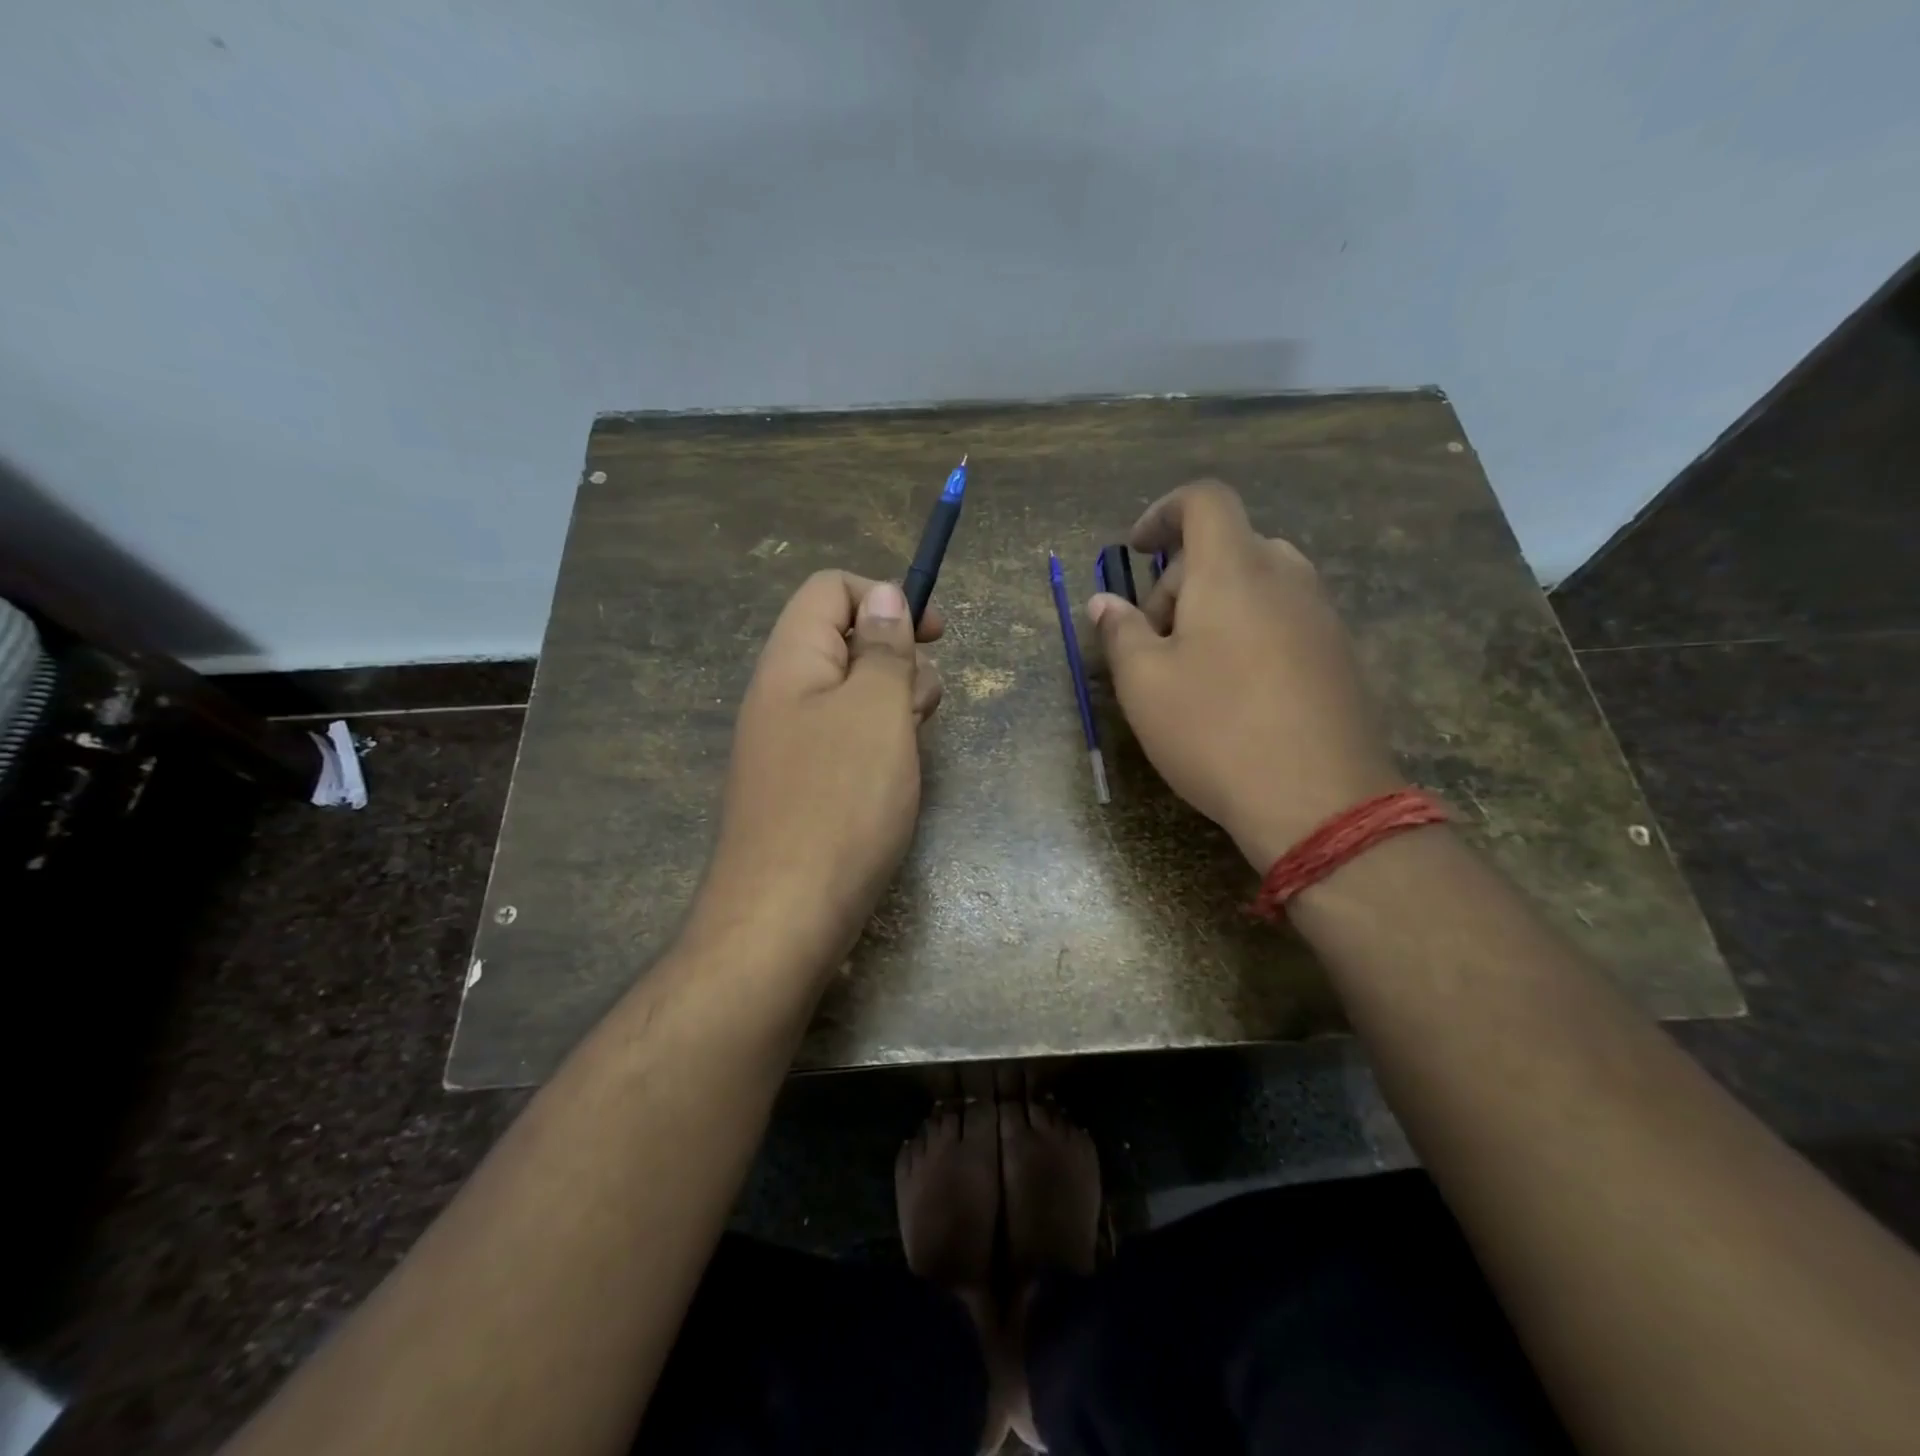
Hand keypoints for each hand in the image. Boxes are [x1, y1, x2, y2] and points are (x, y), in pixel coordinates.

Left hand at [684, 571, 943, 978]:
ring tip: (915, 743)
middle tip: (924, 704)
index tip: (935, 634)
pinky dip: (878, 744)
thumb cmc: (840, 803)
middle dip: (897, 657)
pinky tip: (895, 776)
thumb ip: (884, 649)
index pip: (830, 590)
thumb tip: (885, 596)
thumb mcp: (876, 711)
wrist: (784, 918)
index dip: (885, 598)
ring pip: (850, 695)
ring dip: (893, 704)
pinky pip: (845, 741)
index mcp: (791, 661)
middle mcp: (782, 695)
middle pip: (844, 641)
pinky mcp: (802, 787)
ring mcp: (788, 745)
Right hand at [1088, 479, 1399, 870]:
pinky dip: (1249, 631)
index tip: (1136, 550)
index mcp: (1233, 569)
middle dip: (1179, 580)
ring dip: (1214, 608)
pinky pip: (1284, 617)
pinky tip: (1235, 692)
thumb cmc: (1215, 731)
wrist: (1320, 801)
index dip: (1163, 512)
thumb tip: (1104, 603)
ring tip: (1192, 669)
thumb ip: (1120, 632)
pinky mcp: (1340, 653)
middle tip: (1153, 641)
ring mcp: (1321, 615)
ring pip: (1257, 584)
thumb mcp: (1144, 684)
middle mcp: (1286, 576)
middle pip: (1226, 548)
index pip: (1204, 500)